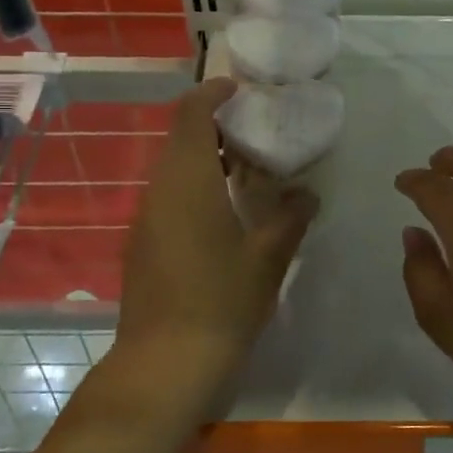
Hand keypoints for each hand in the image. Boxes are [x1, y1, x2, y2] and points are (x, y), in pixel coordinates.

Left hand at [114, 79, 316, 403]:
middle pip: (182, 140)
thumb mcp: (267, 257)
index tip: (240, 88)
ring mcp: (147, 219)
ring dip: (208, 160)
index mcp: (187, 182)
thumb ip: (290, 218)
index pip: (191, 115)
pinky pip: (171, 197)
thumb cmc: (221, 301)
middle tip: (258, 131)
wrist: (165, 364)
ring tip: (250, 170)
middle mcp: (159, 191)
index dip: (212, 93)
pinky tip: (228, 211)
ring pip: (175, 171)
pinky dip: (198, 187)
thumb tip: (307, 196)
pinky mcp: (145, 245)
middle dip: (216, 127)